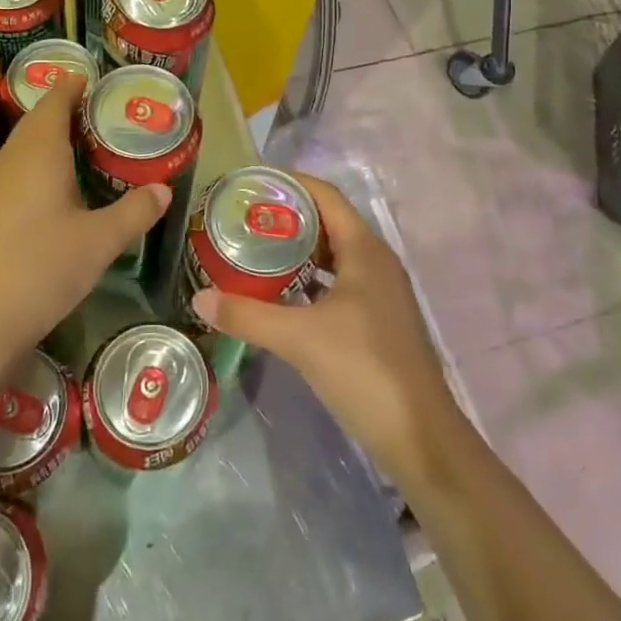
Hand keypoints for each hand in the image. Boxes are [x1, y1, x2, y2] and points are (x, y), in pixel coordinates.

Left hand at [0, 71, 167, 377]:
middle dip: (67, 109)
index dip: (74, 85)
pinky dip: (40, 164)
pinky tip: (57, 187)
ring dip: (51, 137)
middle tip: (102, 111)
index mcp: (40, 151)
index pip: (55, 100)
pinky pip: (17, 170)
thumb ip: (135, 211)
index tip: (96, 80)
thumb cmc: (41, 269)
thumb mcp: (100, 242)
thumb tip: (164, 189)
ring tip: (86, 143)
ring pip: (25, 146)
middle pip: (38, 120)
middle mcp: (13, 159)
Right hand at [192, 175, 461, 488]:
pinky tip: (280, 293)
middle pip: (327, 222)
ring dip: (297, 249)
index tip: (250, 183)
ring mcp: (380, 292)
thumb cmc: (364, 370)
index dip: (289, 183)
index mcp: (365, 250)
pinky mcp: (377, 319)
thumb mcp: (300, 338)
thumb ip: (248, 315)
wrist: (420, 438)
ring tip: (254, 249)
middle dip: (287, 216)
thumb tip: (200, 298)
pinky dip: (309, 279)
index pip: (325, 195)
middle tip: (242, 218)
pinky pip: (337, 282)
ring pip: (332, 255)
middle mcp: (375, 261)